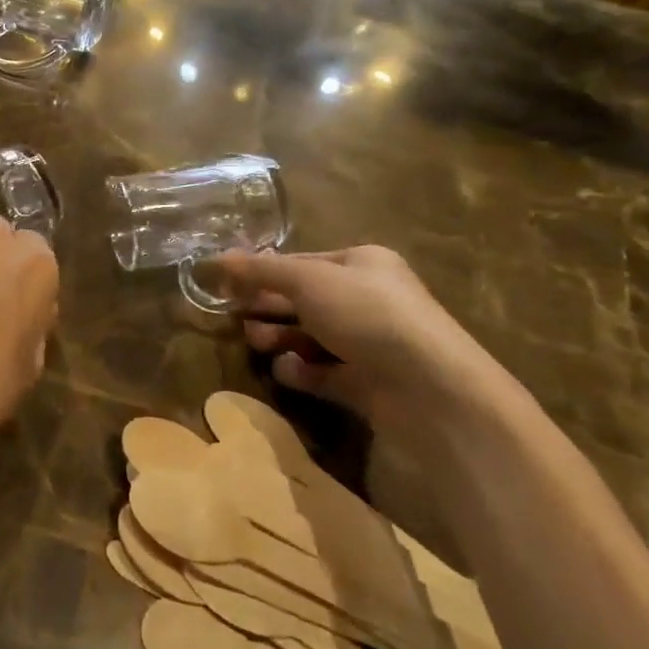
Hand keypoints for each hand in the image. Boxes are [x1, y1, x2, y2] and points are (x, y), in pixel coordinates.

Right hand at [214, 246, 517, 437]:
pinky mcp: (370, 385)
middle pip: (304, 300)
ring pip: (312, 336)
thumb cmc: (367, 315)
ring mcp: (371, 344)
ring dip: (281, 337)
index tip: (227, 286)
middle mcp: (368, 299)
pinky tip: (286, 371)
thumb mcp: (307, 281)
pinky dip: (303, 371)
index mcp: (361, 264)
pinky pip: (326, 372)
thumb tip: (217, 258)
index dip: (262, 272)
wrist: (431, 390)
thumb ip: (261, 271)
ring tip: (257, 343)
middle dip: (269, 307)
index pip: (301, 262)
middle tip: (235, 317)